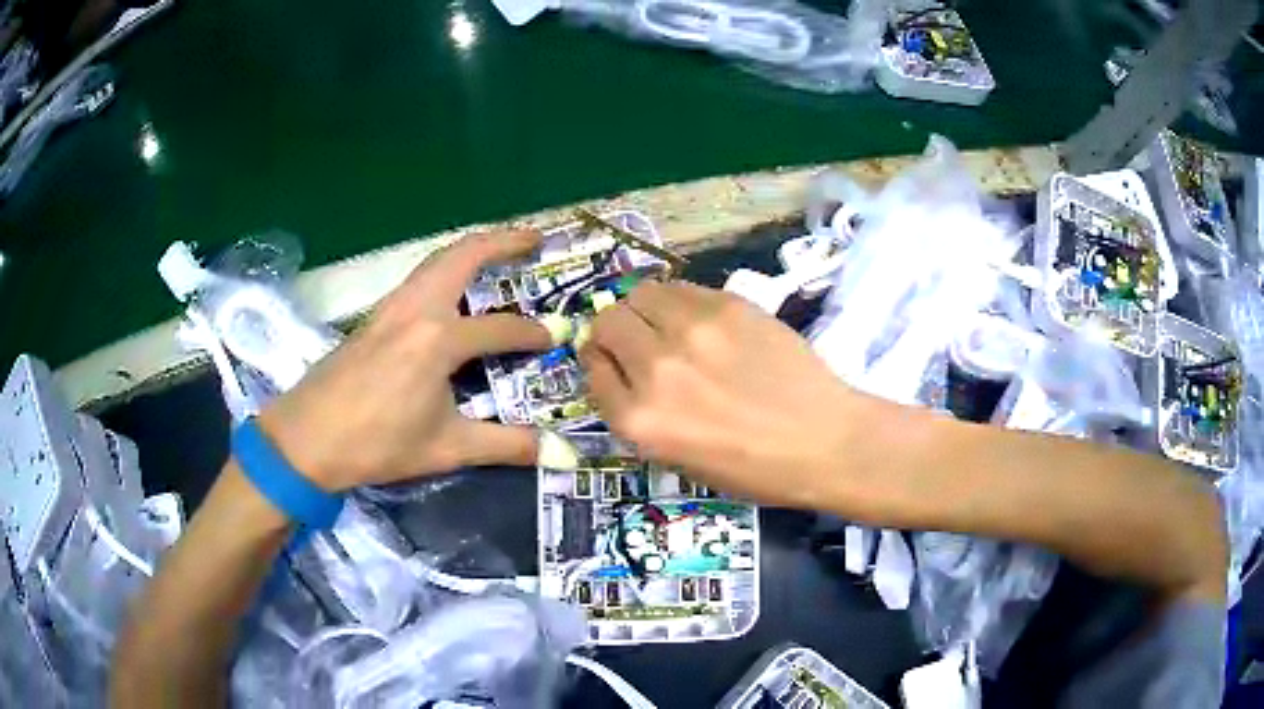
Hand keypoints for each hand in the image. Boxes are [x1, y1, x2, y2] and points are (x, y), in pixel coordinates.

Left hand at [259, 230, 551, 491]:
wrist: (305, 440)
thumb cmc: (376, 443)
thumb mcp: (447, 448)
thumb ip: (506, 446)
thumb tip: (563, 455)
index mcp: (437, 338)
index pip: (500, 327)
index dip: (532, 333)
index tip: (556, 337)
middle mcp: (416, 309)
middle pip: (462, 256)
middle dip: (503, 240)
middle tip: (536, 238)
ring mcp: (390, 308)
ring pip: (435, 261)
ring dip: (471, 249)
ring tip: (498, 251)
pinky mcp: (373, 317)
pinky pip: (417, 277)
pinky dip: (444, 268)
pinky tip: (449, 290)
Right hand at [580, 281, 863, 507]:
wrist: (823, 441)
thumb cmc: (752, 468)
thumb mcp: (676, 459)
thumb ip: (637, 413)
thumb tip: (618, 368)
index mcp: (639, 421)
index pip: (593, 369)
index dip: (601, 363)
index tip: (614, 363)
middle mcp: (656, 369)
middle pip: (608, 324)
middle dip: (614, 333)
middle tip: (638, 342)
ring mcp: (692, 331)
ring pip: (639, 294)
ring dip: (643, 310)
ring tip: (666, 325)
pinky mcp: (727, 305)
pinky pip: (679, 288)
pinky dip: (677, 301)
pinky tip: (699, 320)